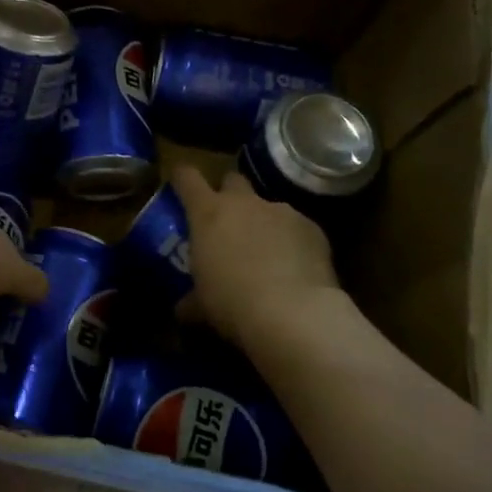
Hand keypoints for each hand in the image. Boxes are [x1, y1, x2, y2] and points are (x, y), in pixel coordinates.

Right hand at [172, 164, 342, 346]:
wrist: (293, 314)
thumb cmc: (232, 303)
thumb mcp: (202, 305)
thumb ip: (190, 300)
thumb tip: (183, 309)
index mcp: (209, 213)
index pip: (187, 177)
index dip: (182, 177)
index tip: (179, 182)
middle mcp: (245, 203)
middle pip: (232, 180)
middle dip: (228, 195)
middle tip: (227, 222)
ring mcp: (282, 212)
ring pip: (267, 207)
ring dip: (263, 224)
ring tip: (266, 256)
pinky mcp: (313, 228)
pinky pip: (296, 229)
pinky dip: (292, 242)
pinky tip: (295, 270)